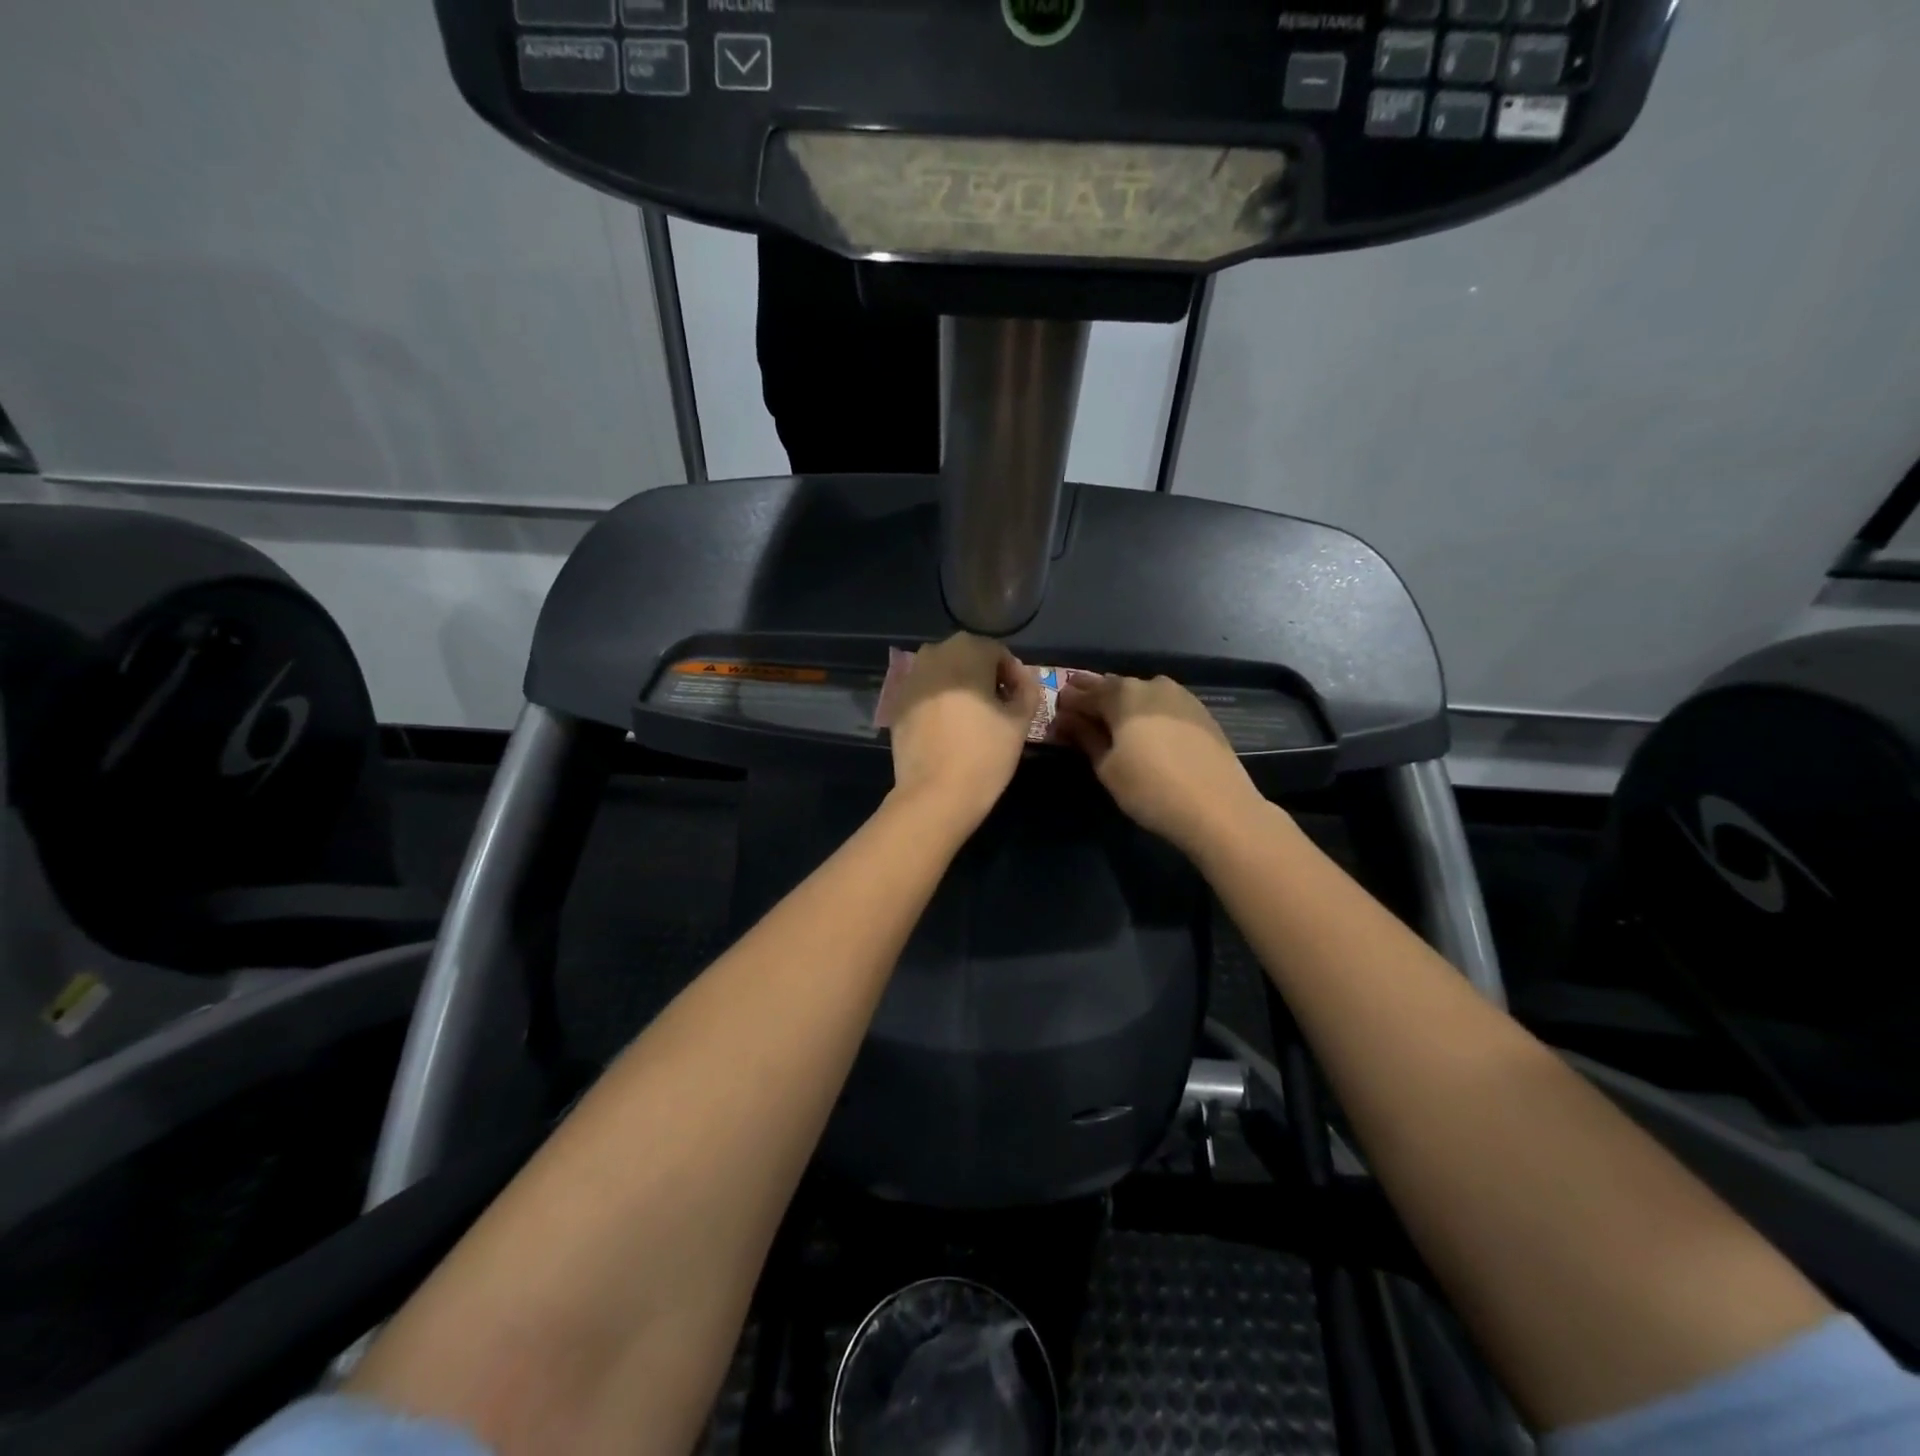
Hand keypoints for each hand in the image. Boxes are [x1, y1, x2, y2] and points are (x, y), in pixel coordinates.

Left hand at [887, 634, 1042, 834]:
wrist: (934, 794)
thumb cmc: (985, 755)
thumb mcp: (1020, 721)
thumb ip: (1027, 689)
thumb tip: (1021, 678)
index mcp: (967, 651)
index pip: (997, 652)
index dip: (1012, 675)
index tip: (1019, 701)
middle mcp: (933, 655)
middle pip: (967, 657)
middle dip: (984, 676)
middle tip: (998, 708)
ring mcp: (910, 678)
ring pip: (942, 672)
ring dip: (959, 686)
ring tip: (972, 717)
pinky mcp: (896, 703)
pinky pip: (924, 692)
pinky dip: (938, 701)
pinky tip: (947, 728)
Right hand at [1051, 673, 1266, 856]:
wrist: (1218, 807)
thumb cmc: (1150, 789)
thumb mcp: (1107, 767)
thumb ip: (1085, 737)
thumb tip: (1066, 719)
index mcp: (1122, 695)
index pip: (1085, 693)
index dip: (1068, 703)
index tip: (1056, 713)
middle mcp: (1151, 685)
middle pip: (1114, 687)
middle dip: (1094, 698)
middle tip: (1077, 712)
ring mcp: (1180, 696)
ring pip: (1140, 694)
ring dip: (1121, 703)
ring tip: (1109, 721)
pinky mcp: (1200, 712)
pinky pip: (1162, 704)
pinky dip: (1146, 711)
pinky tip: (1143, 728)